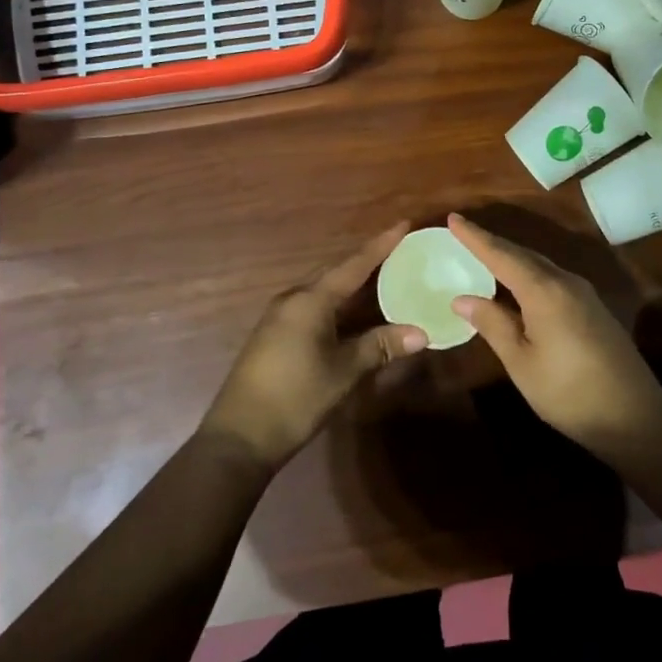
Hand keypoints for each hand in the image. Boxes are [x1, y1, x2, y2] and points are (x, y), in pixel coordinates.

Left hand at [201, 222, 426, 470]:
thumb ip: (380, 347)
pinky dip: (338, 301)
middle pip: (336, 271)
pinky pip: (313, 305)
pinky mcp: (275, 334)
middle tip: (398, 249)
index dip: (381, 245)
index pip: (354, 265)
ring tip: (382, 274)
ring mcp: (280, 317)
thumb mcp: (344, 372)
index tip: (404, 224)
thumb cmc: (295, 398)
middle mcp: (293, 299)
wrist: (239, 437)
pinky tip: (352, 311)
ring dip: (352, 282)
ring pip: (323, 289)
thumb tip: (421, 332)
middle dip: (367, 260)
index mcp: (311, 300)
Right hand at [446, 213, 661, 453]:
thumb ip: (493, 325)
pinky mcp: (592, 308)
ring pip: (539, 265)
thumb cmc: (568, 393)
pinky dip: (528, 273)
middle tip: (462, 234)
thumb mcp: (522, 362)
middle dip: (492, 243)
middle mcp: (565, 282)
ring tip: (484, 254)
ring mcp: (583, 293)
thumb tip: (462, 298)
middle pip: (522, 254)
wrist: (634, 415)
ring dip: (511, 257)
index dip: (475, 237)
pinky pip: (552, 278)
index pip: (501, 255)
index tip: (452, 218)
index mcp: (544, 291)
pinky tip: (517, 285)